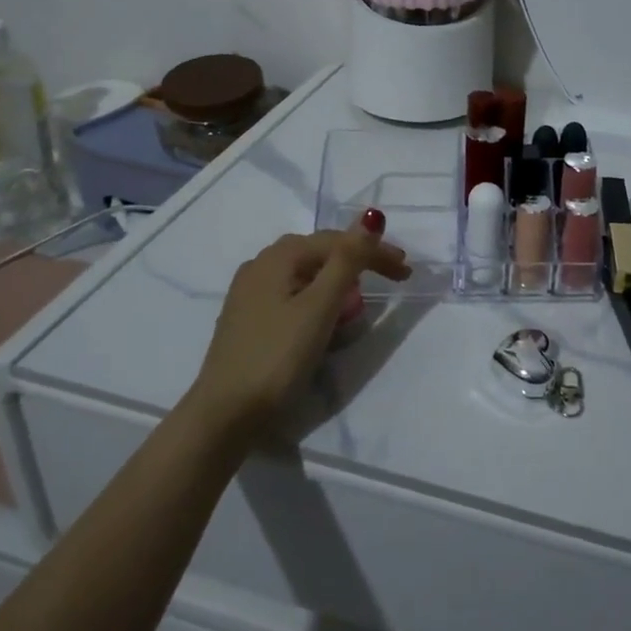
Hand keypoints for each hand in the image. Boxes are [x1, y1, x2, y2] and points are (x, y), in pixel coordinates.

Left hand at [194, 224, 409, 435]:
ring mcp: (250, 292)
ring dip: (338, 282)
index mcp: (279, 256)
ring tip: (360, 301)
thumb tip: (372, 215)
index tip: (406, 271)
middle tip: (391, 279)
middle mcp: (261, 264)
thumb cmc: (278, 357)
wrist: (224, 415)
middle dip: (358, 263)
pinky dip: (317, 299)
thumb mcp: (320, 307)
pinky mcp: (248, 318)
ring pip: (306, 274)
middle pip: (320, 253)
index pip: (338, 242)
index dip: (375, 252)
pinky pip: (292, 295)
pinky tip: (324, 318)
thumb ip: (348, 260)